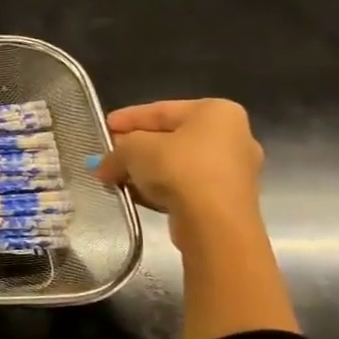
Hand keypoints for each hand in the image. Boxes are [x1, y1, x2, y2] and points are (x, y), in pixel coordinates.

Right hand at [95, 99, 296, 338]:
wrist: (219, 227)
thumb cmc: (181, 172)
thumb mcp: (138, 152)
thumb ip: (118, 153)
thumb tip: (102, 166)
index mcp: (217, 113)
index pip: (162, 110)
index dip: (127, 119)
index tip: (102, 128)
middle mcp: (233, 137)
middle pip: (172, 138)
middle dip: (137, 148)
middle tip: (107, 156)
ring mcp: (236, 173)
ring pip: (179, 166)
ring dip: (146, 171)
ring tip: (116, 180)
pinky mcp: (230, 204)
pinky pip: (187, 189)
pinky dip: (161, 190)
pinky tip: (138, 198)